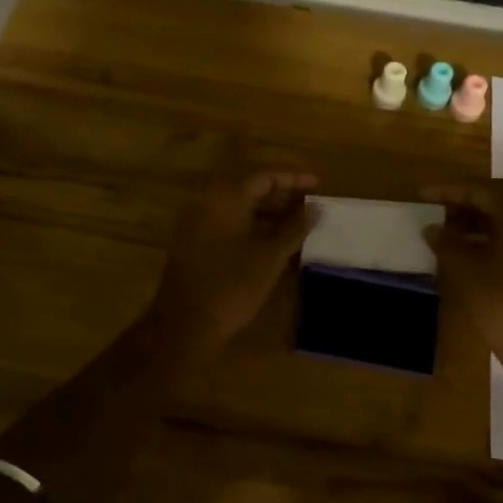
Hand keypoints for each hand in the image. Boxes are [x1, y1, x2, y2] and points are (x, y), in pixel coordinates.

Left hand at [149, 163, 318, 345]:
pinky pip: (228, 226)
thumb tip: (314, 208)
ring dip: (269, 216)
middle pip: (250, 191)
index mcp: (225, 198)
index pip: (264, 176)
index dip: (293, 179)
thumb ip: (294, 228)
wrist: (185, 326)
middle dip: (282, 198)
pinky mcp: (194, 245)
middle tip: (310, 208)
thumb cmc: (232, 286)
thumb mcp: (271, 256)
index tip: (317, 185)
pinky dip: (252, 229)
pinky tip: (274, 245)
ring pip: (239, 210)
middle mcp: (208, 204)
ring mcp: (197, 225)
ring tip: (298, 227)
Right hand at [423, 179, 502, 384]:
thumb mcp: (464, 268)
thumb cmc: (501, 302)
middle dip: (465, 201)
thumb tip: (434, 228)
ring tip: (449, 231)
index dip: (448, 190)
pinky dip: (493, 236)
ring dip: (478, 219)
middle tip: (437, 210)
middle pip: (498, 198)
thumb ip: (446, 241)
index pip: (480, 188)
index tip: (422, 195)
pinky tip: (471, 252)